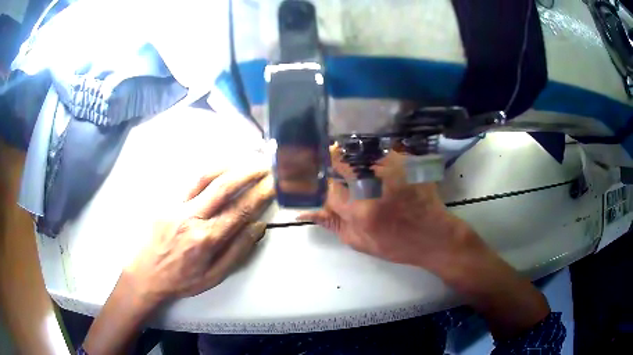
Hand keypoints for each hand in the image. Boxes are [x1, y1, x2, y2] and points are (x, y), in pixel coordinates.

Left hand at [84, 162, 274, 354]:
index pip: (239, 210)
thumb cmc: (181, 280)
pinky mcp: (165, 201)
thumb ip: (237, 251)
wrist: (145, 275)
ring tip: (245, 160)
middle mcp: (190, 218)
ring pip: (204, 177)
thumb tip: (259, 226)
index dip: (260, 194)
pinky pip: (189, 181)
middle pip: (223, 187)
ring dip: (228, 165)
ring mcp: (175, 206)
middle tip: (265, 165)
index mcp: (205, 239)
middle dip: (248, 172)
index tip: (274, 183)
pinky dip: (208, 172)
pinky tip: (219, 169)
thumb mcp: (214, 276)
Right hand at [298, 147, 484, 271]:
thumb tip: (307, 212)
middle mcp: (374, 186)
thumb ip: (333, 225)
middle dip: (338, 167)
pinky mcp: (406, 163)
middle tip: (343, 173)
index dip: (330, 188)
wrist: (434, 236)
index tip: (334, 188)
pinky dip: (375, 158)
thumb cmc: (397, 245)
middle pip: (343, 165)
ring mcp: (392, 170)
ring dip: (356, 160)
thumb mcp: (360, 243)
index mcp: (360, 211)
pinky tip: (382, 171)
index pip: (331, 190)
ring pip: (361, 154)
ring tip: (366, 174)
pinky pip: (381, 152)